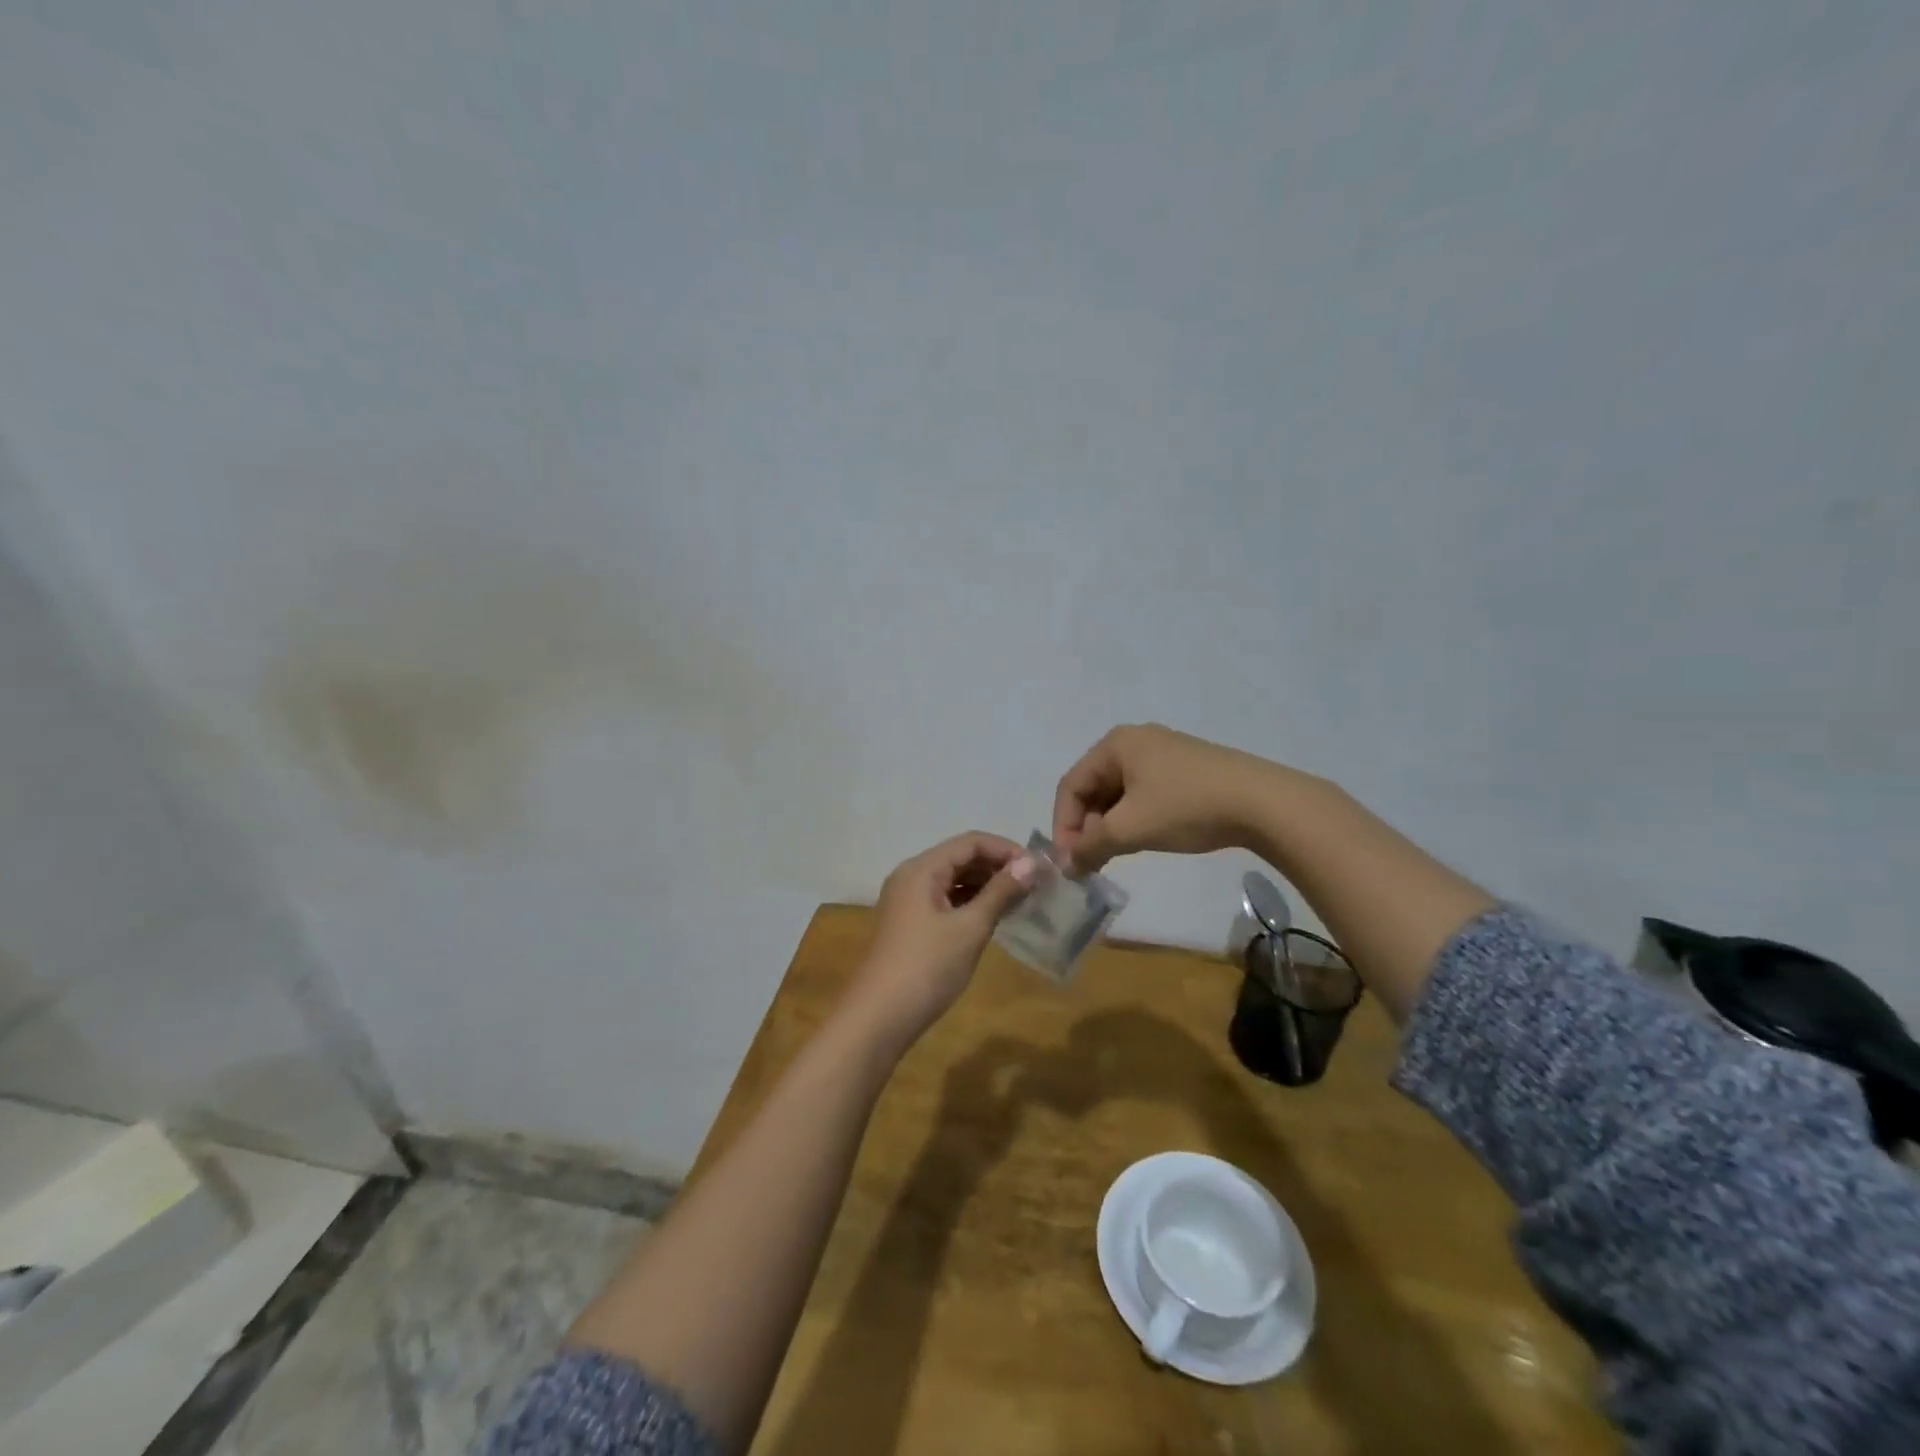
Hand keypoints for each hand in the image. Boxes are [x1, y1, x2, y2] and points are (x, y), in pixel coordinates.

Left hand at [844, 832, 1036, 1049]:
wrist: (879, 1019)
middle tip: (1036, 885)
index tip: (1040, 869)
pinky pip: (946, 900)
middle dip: (998, 867)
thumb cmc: (927, 967)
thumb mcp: (970, 928)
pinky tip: (994, 917)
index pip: (971, 842)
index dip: (1007, 850)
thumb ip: (1000, 892)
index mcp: (922, 868)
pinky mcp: (910, 924)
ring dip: (986, 885)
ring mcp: (908, 901)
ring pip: (953, 880)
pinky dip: (971, 903)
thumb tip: (1031, 863)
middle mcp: (911, 876)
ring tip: (1021, 900)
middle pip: (961, 858)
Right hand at [1052, 724, 1280, 872]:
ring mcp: (1163, 752)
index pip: (1071, 785)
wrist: (1262, 802)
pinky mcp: (1185, 768)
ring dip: (1110, 825)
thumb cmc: (1186, 807)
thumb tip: (1067, 866)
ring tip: (1116, 854)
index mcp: (1115, 744)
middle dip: (1087, 826)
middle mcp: (1135, 741)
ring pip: (1119, 792)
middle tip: (1091, 861)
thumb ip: (1091, 846)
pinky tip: (1144, 838)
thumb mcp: (1130, 829)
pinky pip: (1143, 792)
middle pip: (1093, 786)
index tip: (1069, 862)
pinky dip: (1134, 817)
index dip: (1063, 825)